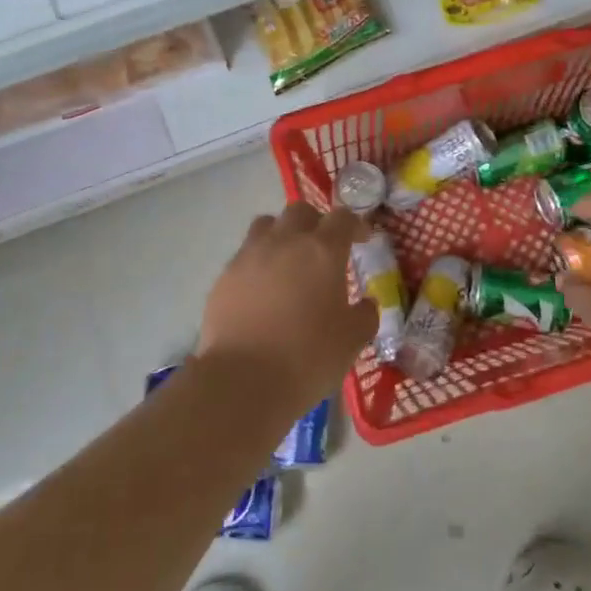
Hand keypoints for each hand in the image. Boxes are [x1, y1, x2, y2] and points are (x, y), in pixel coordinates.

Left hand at [197, 203, 377, 396]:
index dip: (355, 225)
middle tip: (324, 247)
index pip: (342, 218)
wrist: (243, 379)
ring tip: (288, 260)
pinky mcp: (224, 276)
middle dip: (316, 222)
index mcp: (322, 251)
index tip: (362, 239)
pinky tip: (262, 290)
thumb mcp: (352, 340)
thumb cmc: (308, 357)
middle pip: (300, 211)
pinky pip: (244, 255)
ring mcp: (249, 256)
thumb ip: (364, 315)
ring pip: (266, 225)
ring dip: (281, 234)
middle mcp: (285, 242)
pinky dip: (258, 263)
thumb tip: (365, 303)